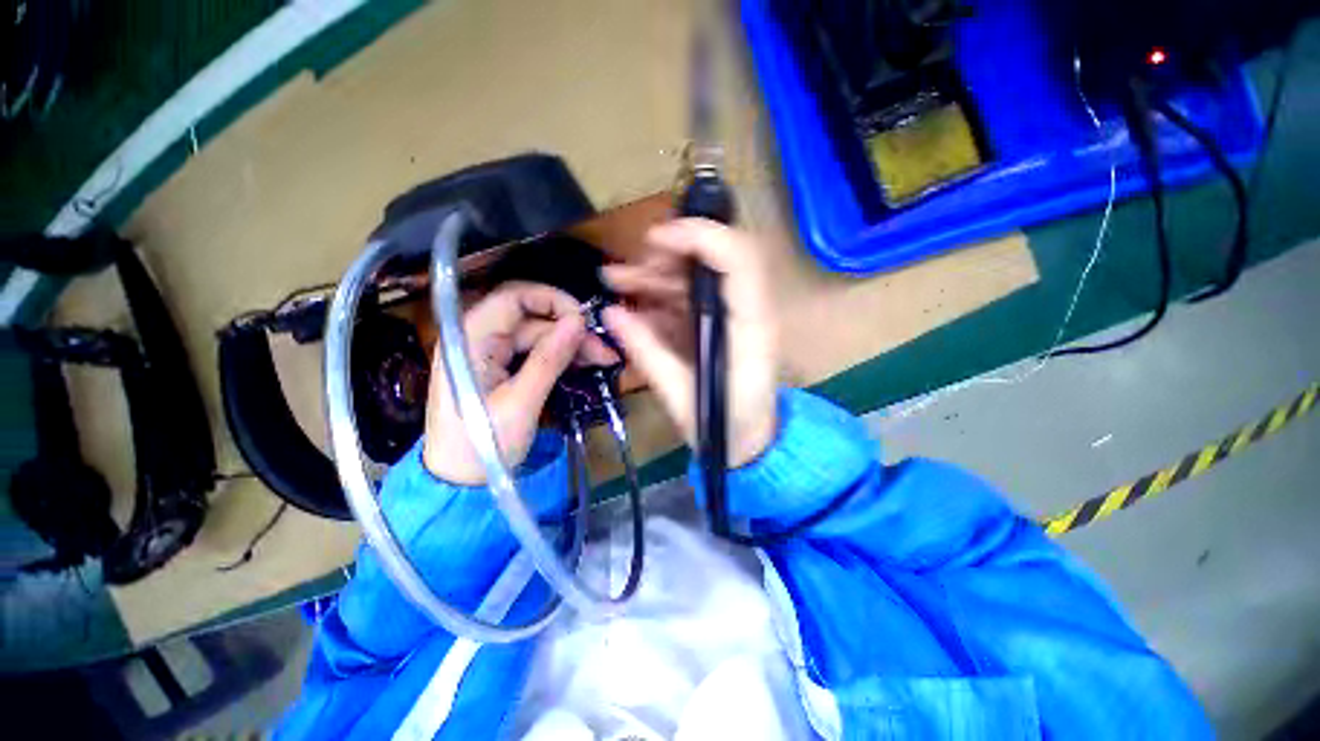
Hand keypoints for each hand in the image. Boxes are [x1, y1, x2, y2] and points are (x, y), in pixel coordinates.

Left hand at [423, 281, 616, 483]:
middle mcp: (480, 338)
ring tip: (606, 360)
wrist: (458, 483)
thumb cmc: (481, 446)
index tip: (584, 320)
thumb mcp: (520, 403)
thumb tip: (578, 321)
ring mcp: (492, 354)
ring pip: (540, 337)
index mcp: (471, 338)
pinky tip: (586, 364)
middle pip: (533, 320)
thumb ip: (548, 359)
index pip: (514, 297)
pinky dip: (562, 358)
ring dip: (573, 346)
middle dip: (572, 332)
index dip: (552, 301)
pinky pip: (537, 354)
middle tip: (607, 351)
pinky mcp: (504, 370)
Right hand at [601, 220, 778, 466]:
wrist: (751, 444)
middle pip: (713, 260)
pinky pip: (689, 299)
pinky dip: (659, 296)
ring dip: (655, 274)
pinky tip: (633, 306)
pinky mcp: (719, 325)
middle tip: (625, 272)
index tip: (654, 241)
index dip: (699, 235)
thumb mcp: (681, 396)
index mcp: (750, 326)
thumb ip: (647, 352)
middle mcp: (747, 311)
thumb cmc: (725, 426)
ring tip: (615, 281)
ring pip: (695, 277)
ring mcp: (733, 316)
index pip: (738, 258)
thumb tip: (610, 313)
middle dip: (665, 256)